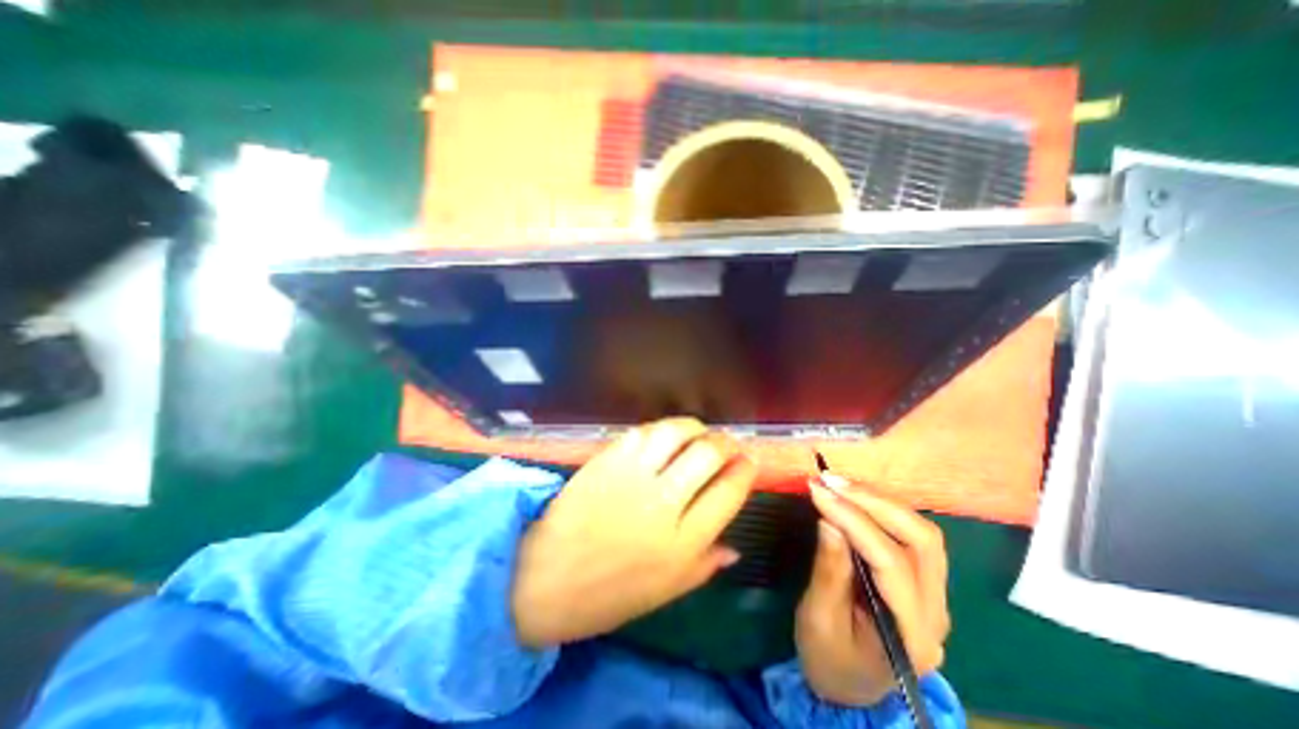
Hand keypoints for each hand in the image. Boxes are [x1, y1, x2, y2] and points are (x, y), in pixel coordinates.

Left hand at [510, 419, 758, 644]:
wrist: (543, 578)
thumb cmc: (606, 594)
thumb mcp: (663, 592)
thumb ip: (703, 566)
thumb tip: (735, 548)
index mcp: (681, 543)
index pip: (728, 494)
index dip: (745, 471)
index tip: (749, 462)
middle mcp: (662, 503)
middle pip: (707, 454)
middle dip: (726, 443)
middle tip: (727, 444)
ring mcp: (632, 476)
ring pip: (675, 433)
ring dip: (694, 427)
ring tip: (698, 432)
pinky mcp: (607, 460)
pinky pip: (642, 431)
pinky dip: (660, 428)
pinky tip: (664, 436)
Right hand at [799, 474, 951, 704]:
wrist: (851, 688)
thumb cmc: (829, 659)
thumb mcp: (818, 620)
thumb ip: (828, 572)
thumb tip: (828, 521)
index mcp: (911, 634)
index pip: (891, 563)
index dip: (854, 520)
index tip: (818, 492)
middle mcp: (935, 612)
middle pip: (921, 540)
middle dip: (874, 502)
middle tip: (830, 482)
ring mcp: (934, 595)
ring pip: (921, 533)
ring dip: (879, 500)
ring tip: (838, 484)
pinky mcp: (922, 582)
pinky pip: (910, 535)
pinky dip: (881, 508)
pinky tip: (854, 497)